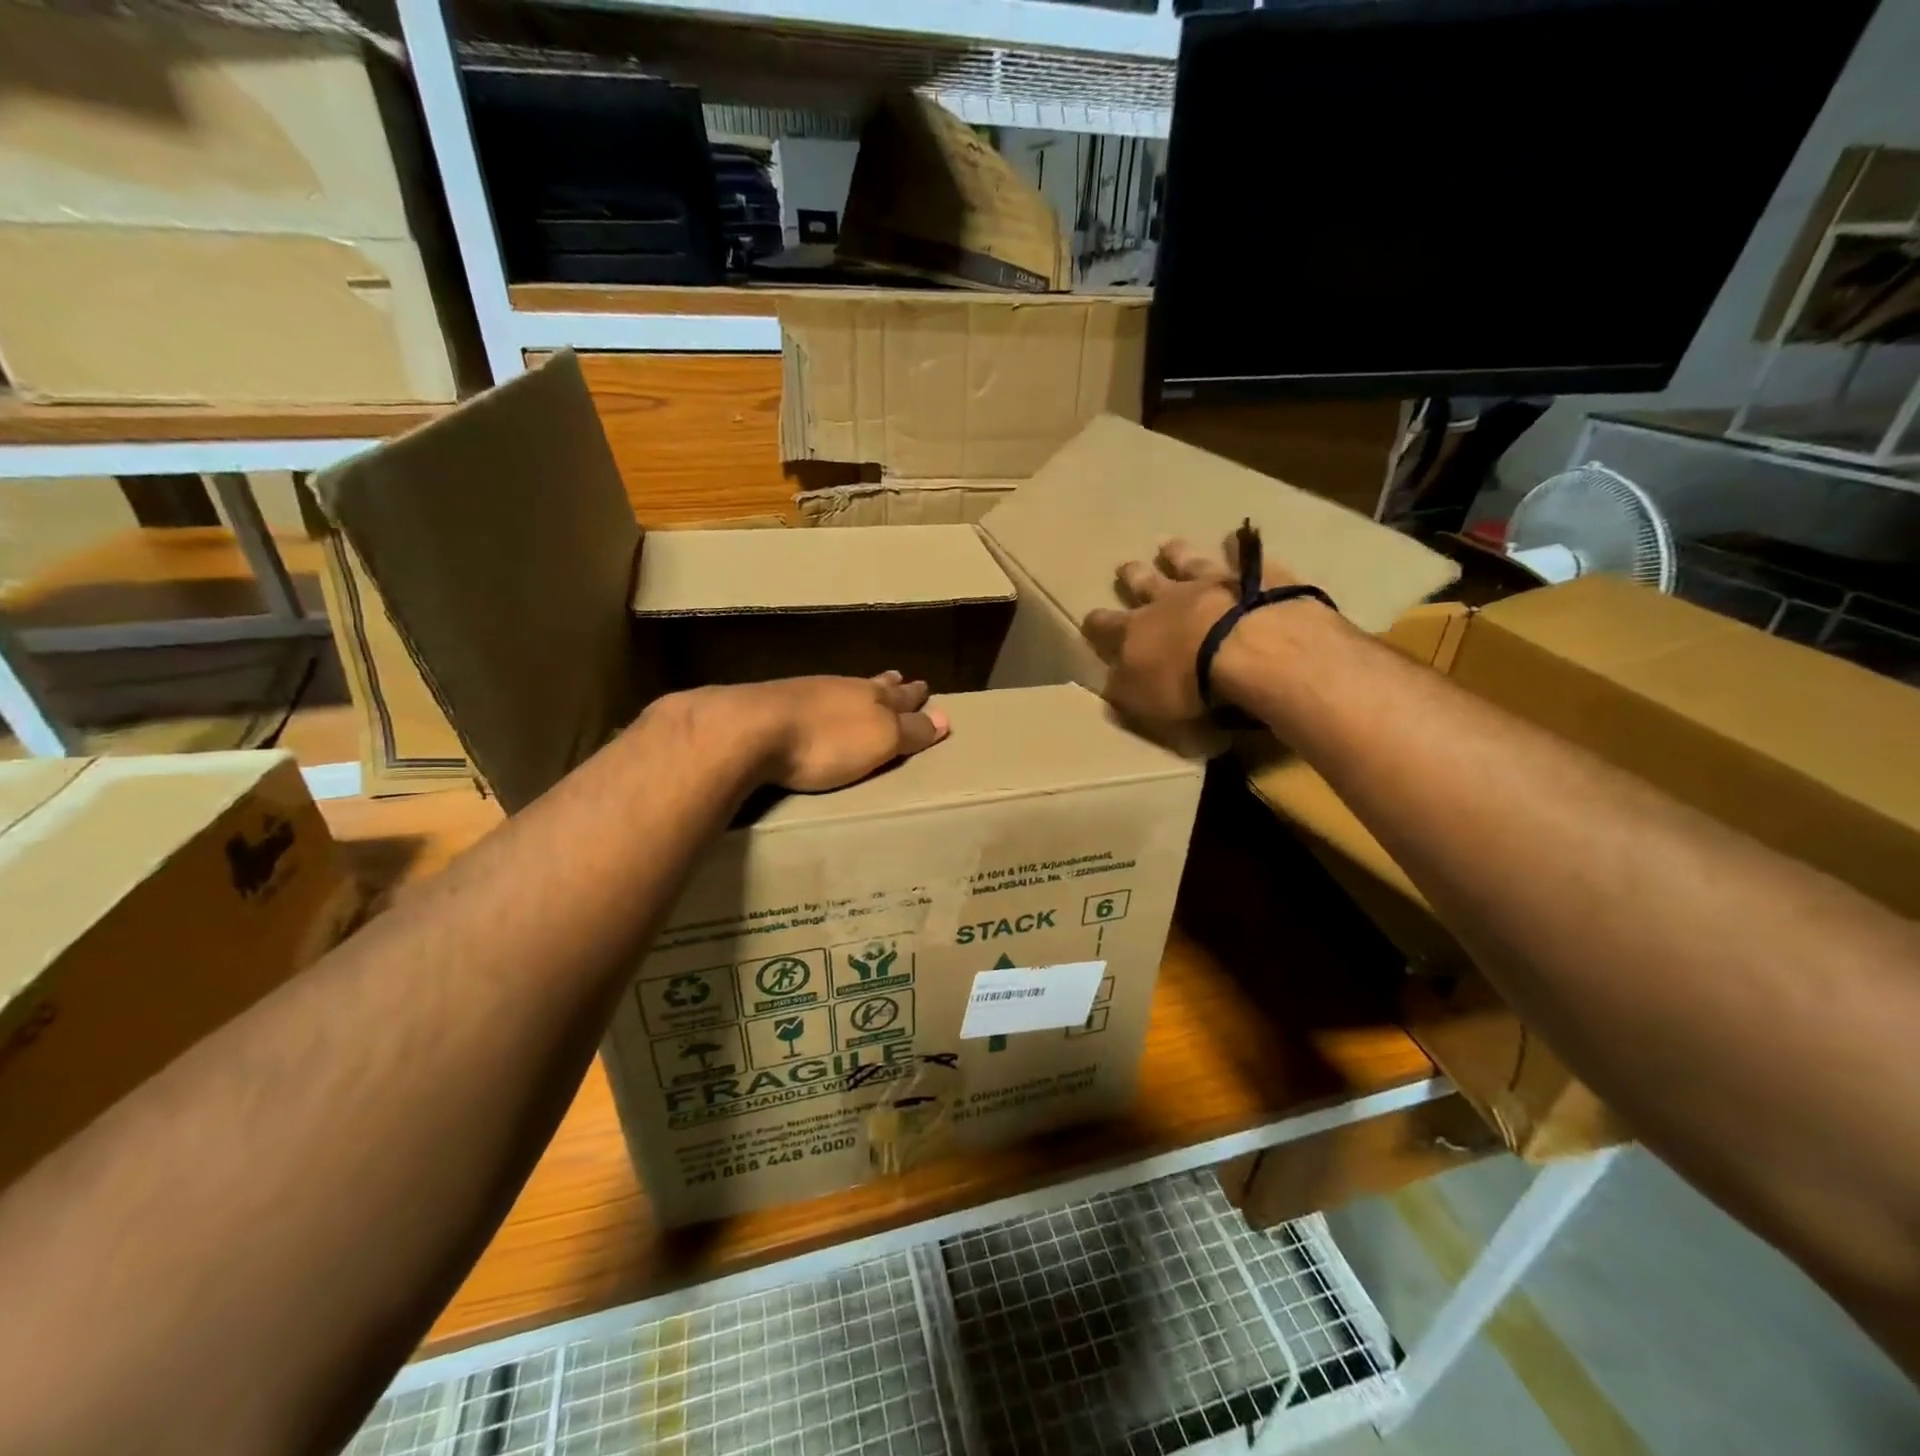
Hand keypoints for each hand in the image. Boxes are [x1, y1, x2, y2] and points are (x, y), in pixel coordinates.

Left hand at [709, 672, 949, 792]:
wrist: (751, 728)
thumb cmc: (826, 741)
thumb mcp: (880, 741)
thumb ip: (911, 732)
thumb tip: (946, 719)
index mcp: (872, 698)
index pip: (902, 698)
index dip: (915, 698)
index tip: (926, 689)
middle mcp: (842, 688)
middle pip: (873, 685)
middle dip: (890, 685)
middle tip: (900, 678)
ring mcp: (806, 692)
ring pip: (843, 687)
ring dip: (858, 689)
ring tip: (866, 686)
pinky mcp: (774, 703)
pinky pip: (813, 696)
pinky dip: (826, 699)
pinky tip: (818, 702)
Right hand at [1081, 537, 1301, 726]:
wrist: (1249, 648)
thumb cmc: (1188, 682)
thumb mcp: (1142, 699)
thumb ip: (1123, 688)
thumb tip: (1110, 680)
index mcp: (1136, 632)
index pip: (1106, 625)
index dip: (1096, 624)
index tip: (1090, 620)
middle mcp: (1169, 600)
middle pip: (1143, 583)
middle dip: (1131, 576)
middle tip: (1124, 566)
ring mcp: (1212, 583)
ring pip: (1186, 562)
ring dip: (1175, 553)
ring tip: (1167, 544)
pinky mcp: (1254, 577)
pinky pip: (1243, 556)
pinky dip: (1237, 546)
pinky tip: (1236, 535)